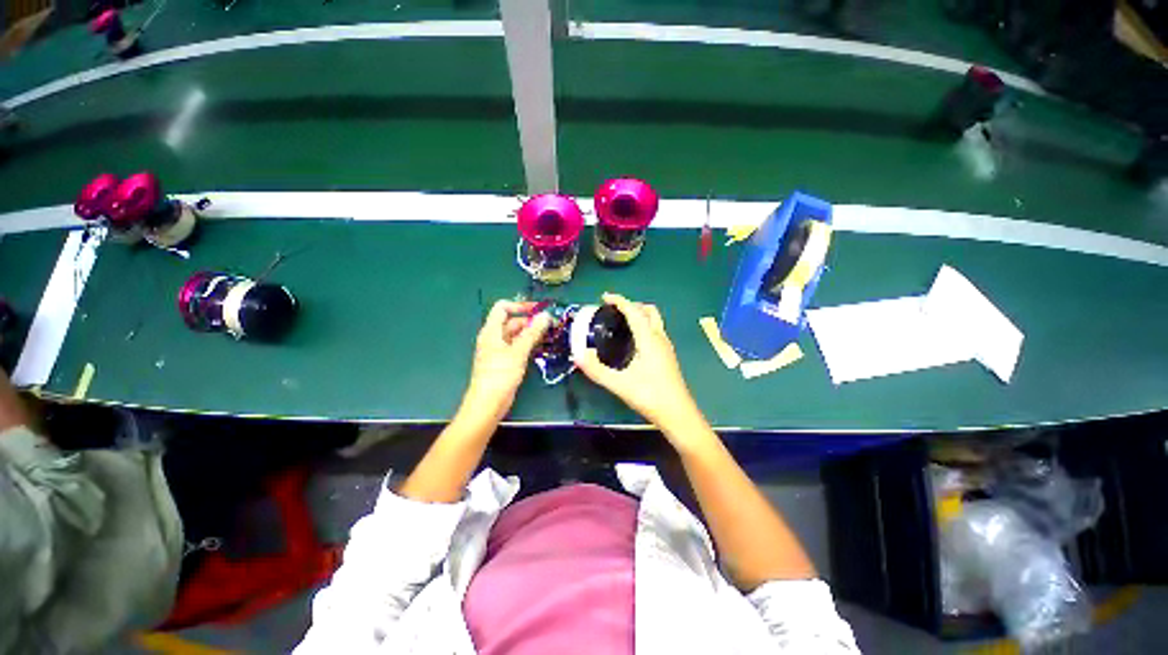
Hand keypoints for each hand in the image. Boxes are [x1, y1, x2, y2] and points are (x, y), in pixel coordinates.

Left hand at [460, 300, 551, 422]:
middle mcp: (494, 338)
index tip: (537, 310)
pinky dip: (530, 345)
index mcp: (491, 331)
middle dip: (531, 321)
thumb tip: (546, 315)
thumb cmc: (500, 374)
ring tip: (551, 335)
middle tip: (551, 325)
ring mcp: (500, 350)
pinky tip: (543, 348)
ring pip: (517, 335)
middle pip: (513, 322)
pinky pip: (519, 347)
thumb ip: (532, 332)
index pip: (502, 308)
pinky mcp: (506, 361)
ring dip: (533, 333)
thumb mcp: (518, 351)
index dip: (519, 306)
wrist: (488, 403)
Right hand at [575, 293, 705, 439]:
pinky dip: (644, 326)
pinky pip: (655, 331)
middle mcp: (660, 338)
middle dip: (631, 305)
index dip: (619, 300)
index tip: (604, 297)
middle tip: (613, 310)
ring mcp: (666, 347)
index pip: (634, 311)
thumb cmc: (650, 397)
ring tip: (621, 323)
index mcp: (649, 340)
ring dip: (639, 314)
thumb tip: (579, 354)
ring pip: (654, 321)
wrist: (678, 415)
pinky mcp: (667, 356)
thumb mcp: (620, 385)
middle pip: (648, 311)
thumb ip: (597, 370)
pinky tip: (633, 341)